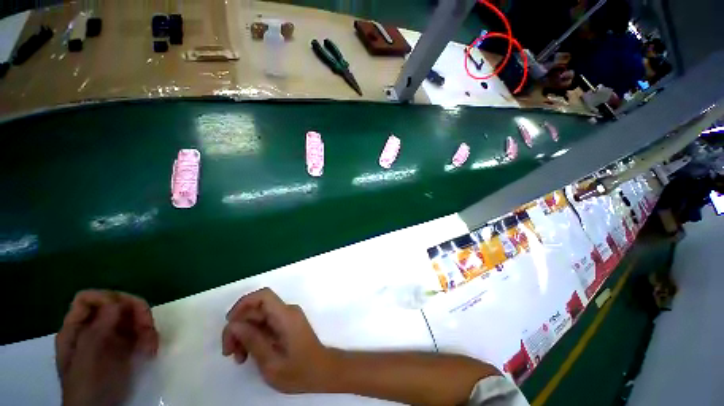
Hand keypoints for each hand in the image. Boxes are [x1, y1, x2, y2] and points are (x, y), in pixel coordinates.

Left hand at [56, 290, 158, 405]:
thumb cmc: (89, 385)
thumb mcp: (88, 359)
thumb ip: (97, 329)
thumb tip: (117, 302)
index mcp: (76, 329)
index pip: (88, 299)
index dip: (106, 298)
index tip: (123, 311)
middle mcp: (93, 329)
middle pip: (115, 305)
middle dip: (135, 312)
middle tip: (148, 326)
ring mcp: (110, 338)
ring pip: (132, 317)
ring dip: (146, 326)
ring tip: (151, 344)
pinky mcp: (126, 347)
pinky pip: (141, 331)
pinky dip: (149, 337)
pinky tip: (151, 349)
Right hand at [222, 288, 336, 393]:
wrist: (322, 372)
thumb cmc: (299, 371)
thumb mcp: (271, 363)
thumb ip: (253, 341)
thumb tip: (234, 324)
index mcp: (286, 316)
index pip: (264, 296)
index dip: (243, 303)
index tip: (229, 323)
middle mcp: (287, 311)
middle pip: (257, 309)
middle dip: (238, 327)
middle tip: (228, 352)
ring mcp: (287, 317)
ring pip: (259, 317)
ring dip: (244, 334)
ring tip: (238, 358)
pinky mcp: (286, 324)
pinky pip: (265, 324)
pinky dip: (253, 336)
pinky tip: (247, 355)